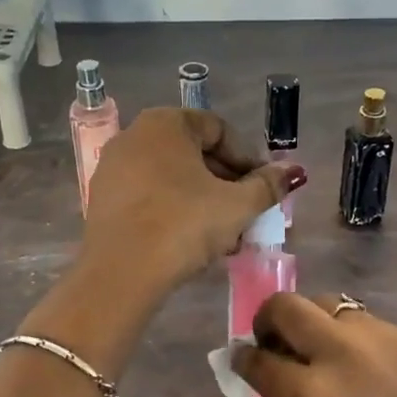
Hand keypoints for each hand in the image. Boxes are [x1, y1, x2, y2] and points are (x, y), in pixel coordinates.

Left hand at [83, 108, 306, 291]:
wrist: (121, 273)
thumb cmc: (184, 225)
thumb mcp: (237, 206)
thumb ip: (267, 185)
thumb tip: (293, 172)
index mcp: (166, 123)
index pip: (220, 130)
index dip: (249, 159)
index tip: (265, 188)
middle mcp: (134, 135)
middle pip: (194, 153)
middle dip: (227, 183)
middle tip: (249, 213)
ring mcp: (113, 168)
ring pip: (173, 178)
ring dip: (204, 201)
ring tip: (226, 234)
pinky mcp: (103, 200)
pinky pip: (150, 196)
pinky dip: (175, 210)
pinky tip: (193, 241)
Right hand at [232, 295, 396, 396]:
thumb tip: (284, 390)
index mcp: (316, 395)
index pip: (260, 362)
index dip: (243, 360)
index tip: (241, 360)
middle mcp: (344, 352)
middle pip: (287, 307)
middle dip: (269, 319)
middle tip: (274, 340)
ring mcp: (385, 337)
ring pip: (332, 305)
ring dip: (316, 322)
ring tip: (326, 350)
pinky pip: (374, 324)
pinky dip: (359, 339)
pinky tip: (378, 368)